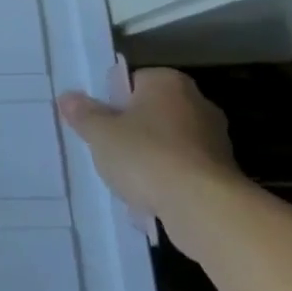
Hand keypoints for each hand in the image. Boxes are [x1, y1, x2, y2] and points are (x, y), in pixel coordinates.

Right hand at [56, 68, 244, 235]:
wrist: (203, 209)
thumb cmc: (146, 156)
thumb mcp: (100, 133)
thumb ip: (83, 114)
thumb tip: (68, 98)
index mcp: (168, 82)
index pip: (133, 81)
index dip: (112, 101)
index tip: (98, 122)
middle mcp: (197, 103)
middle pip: (152, 112)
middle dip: (131, 130)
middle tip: (106, 148)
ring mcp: (215, 140)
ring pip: (168, 143)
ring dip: (150, 158)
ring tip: (125, 179)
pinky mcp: (223, 175)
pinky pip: (183, 170)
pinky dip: (168, 181)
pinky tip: (149, 198)